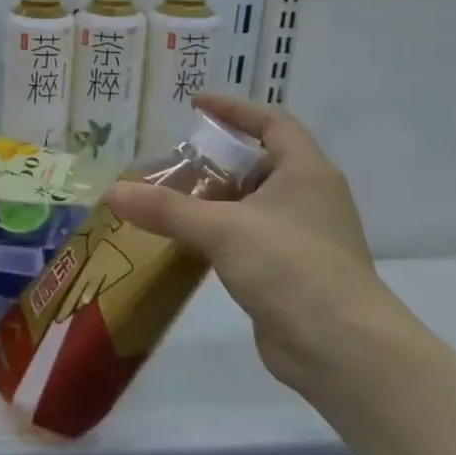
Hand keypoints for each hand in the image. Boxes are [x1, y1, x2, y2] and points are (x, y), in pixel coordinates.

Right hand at [105, 93, 414, 390]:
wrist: (341, 349)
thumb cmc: (290, 268)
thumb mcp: (222, 229)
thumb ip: (166, 209)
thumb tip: (113, 192)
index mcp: (306, 172)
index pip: (271, 123)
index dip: (234, 110)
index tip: (195, 105)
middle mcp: (308, 198)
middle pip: (257, 164)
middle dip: (214, 160)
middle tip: (171, 162)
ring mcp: (301, 237)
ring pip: (250, 204)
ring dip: (212, 200)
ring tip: (167, 200)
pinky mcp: (289, 272)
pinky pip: (247, 238)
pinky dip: (217, 233)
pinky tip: (185, 242)